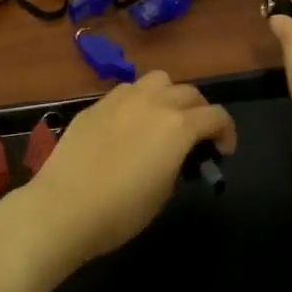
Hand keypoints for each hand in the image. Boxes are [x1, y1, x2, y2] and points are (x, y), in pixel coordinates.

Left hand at [23, 71, 236, 268]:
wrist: (64, 207)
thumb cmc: (121, 210)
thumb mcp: (164, 191)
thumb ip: (177, 162)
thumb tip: (175, 154)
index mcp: (178, 125)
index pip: (216, 116)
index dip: (227, 132)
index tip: (222, 152)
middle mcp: (154, 102)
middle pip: (189, 92)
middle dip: (200, 112)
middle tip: (195, 136)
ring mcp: (122, 98)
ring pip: (159, 80)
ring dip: (169, 95)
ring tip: (162, 119)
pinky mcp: (96, 104)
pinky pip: (127, 91)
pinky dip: (138, 101)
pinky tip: (128, 125)